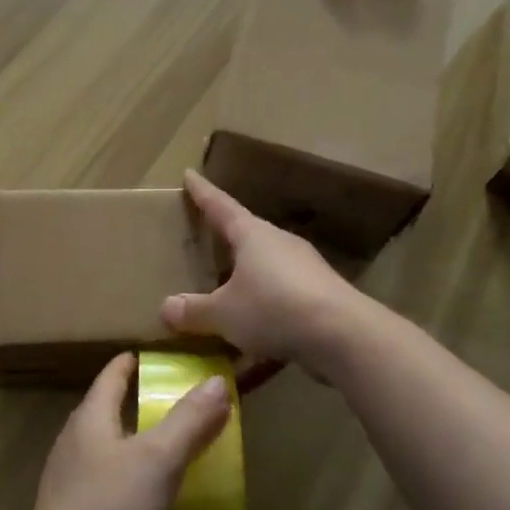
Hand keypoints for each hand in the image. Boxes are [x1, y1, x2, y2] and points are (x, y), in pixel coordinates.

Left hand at [14, 353, 231, 509]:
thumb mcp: (158, 460)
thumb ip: (189, 420)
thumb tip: (216, 380)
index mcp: (88, 419)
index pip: (112, 374)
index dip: (137, 361)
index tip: (167, 357)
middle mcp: (74, 445)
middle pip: (110, 410)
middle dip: (143, 402)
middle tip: (186, 402)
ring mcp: (70, 486)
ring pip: (110, 450)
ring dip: (140, 445)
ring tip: (178, 448)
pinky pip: (110, 487)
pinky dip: (134, 482)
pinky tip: (156, 500)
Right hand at [161, 170, 368, 385]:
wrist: (344, 335)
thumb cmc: (274, 308)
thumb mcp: (224, 313)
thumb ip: (194, 311)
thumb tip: (165, 308)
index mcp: (252, 235)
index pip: (220, 205)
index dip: (202, 192)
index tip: (189, 174)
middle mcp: (279, 243)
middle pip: (246, 233)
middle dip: (226, 236)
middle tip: (205, 236)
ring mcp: (304, 268)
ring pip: (265, 266)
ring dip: (246, 276)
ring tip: (226, 290)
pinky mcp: (320, 295)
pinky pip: (281, 296)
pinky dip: (264, 307)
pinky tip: (254, 334)